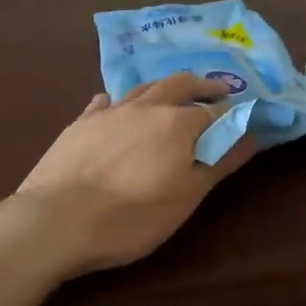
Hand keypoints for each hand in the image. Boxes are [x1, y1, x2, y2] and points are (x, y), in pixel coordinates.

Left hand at [14, 73, 256, 274]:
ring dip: (163, 88)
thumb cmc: (131, 217)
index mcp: (178, 123)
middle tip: (217, 91)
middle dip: (202, 85)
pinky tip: (114, 106)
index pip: (216, 111)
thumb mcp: (186, 197)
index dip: (232, 114)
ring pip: (143, 88)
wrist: (55, 221)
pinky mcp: (80, 123)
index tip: (242, 118)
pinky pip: (104, 102)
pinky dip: (118, 102)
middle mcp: (146, 106)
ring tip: (172, 94)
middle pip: (180, 83)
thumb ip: (219, 162)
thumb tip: (250, 136)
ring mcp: (110, 112)